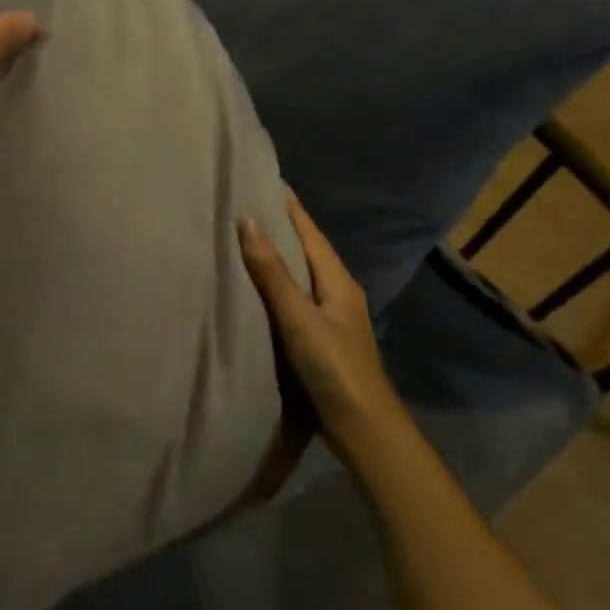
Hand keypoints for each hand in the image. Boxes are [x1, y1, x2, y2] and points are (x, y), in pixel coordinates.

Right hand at [239, 192, 397, 443]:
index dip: (290, 207)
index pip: (310, 233)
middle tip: (248, 204)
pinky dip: (276, 286)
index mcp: (338, 283)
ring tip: (246, 239)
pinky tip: (257, 290)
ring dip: (279, 257)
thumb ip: (272, 273)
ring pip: (302, 276)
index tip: (267, 180)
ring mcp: (332, 319)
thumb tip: (247, 221)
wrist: (363, 429)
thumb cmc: (334, 368)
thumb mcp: (299, 318)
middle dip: (282, 227)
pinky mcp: (321, 340)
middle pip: (308, 251)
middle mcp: (338, 294)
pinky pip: (295, 300)